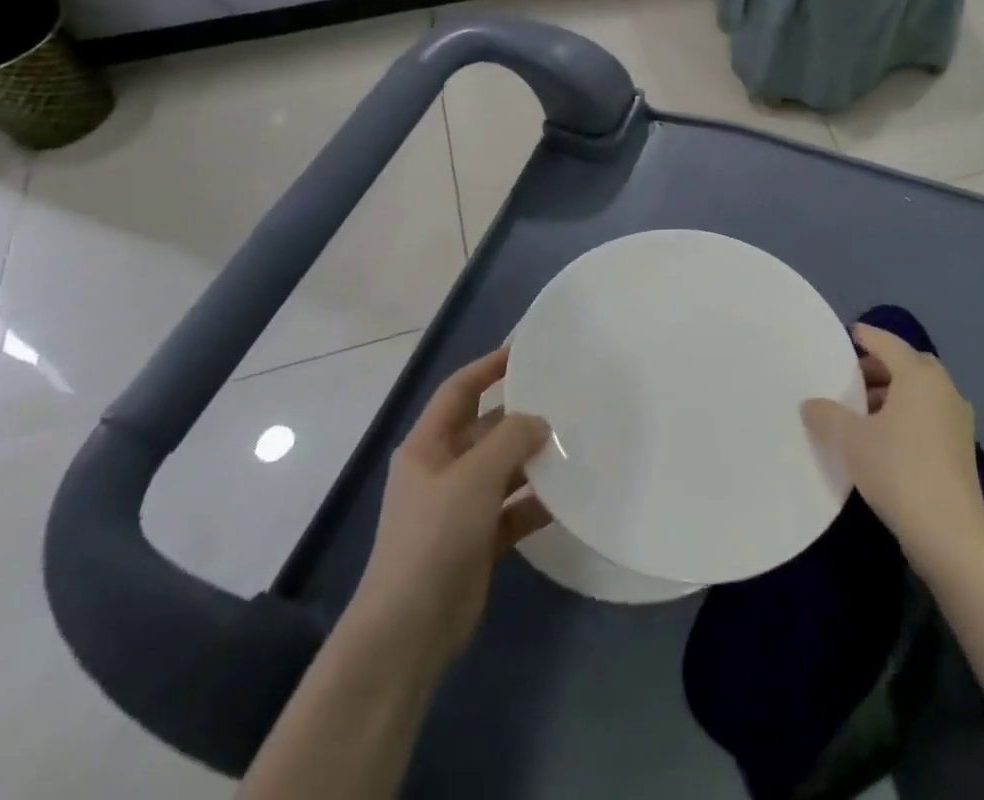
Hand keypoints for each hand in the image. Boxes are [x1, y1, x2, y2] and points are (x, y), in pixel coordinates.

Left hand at [357, 348, 551, 666]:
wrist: (408, 632)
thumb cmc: (434, 538)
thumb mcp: (474, 477)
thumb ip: (511, 439)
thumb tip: (540, 421)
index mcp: (428, 446)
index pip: (459, 390)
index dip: (489, 367)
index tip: (526, 352)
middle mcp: (442, 470)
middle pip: (486, 429)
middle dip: (521, 416)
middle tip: (566, 400)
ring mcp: (460, 508)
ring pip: (503, 469)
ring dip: (533, 460)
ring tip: (575, 444)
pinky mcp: (478, 541)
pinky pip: (513, 509)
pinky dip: (536, 502)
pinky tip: (568, 496)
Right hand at [802, 323, 983, 568]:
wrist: (950, 533)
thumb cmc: (898, 470)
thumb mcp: (851, 440)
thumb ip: (827, 415)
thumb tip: (810, 403)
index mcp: (919, 375)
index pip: (888, 343)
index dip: (866, 337)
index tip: (849, 334)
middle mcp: (943, 388)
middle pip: (908, 365)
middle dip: (879, 368)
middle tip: (850, 377)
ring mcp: (957, 419)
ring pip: (919, 393)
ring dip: (893, 394)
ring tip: (861, 411)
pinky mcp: (961, 448)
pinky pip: (928, 415)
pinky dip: (907, 415)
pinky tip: (884, 438)